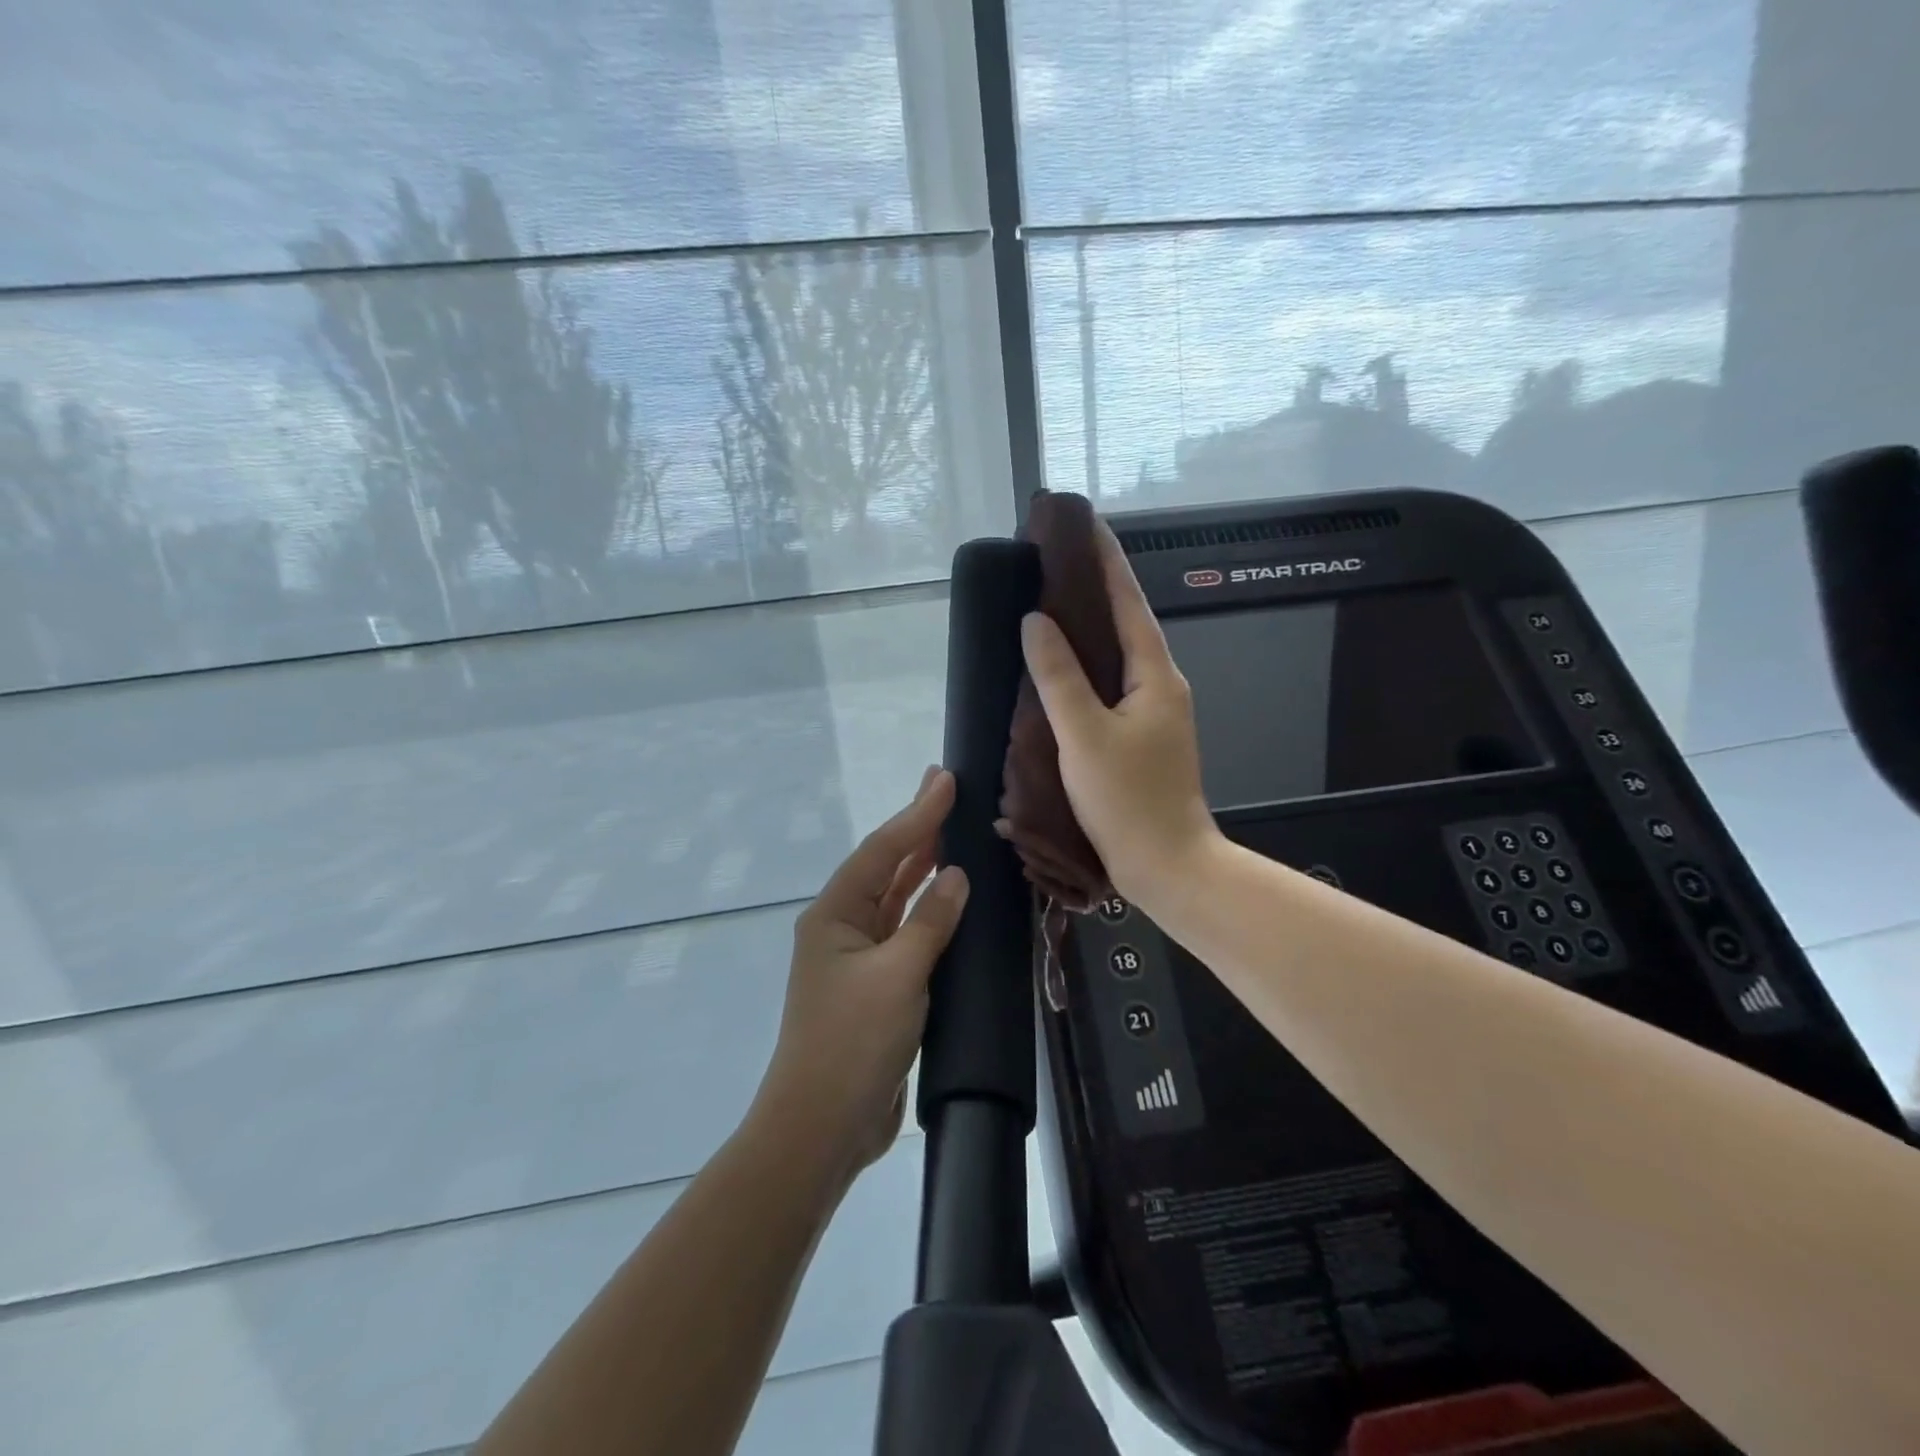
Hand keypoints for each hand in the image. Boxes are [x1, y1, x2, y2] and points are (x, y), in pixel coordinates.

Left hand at [755, 767, 969, 1182]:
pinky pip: (907, 934)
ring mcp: (859, 958)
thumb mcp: (897, 976)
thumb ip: (930, 922)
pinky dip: (929, 912)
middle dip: (917, 829)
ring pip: (896, 899)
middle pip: (886, 867)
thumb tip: (957, 877)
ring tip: (952, 831)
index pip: (882, 851)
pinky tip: (951, 900)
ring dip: (923, 867)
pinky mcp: (877, 987)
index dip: (917, 813)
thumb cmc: (852, 1043)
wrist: (823, 1126)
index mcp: (835, 915)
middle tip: (947, 789)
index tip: (946, 780)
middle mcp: (842, 927)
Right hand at [1018, 522, 1219, 908]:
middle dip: (1093, 591)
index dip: (1106, 561)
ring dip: (1086, 632)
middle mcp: (1160, 686)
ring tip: (1047, 609)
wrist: (1167, 866)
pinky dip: (1083, 672)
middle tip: (1051, 565)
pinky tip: (1055, 676)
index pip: (1129, 602)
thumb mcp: (1085, 734)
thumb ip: (1059, 676)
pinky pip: (1108, 689)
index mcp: (1155, 675)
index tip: (1083, 524)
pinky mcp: (1139, 741)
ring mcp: (1152, 715)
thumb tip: (1036, 621)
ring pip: (1115, 659)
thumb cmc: (1129, 799)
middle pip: (1124, 625)